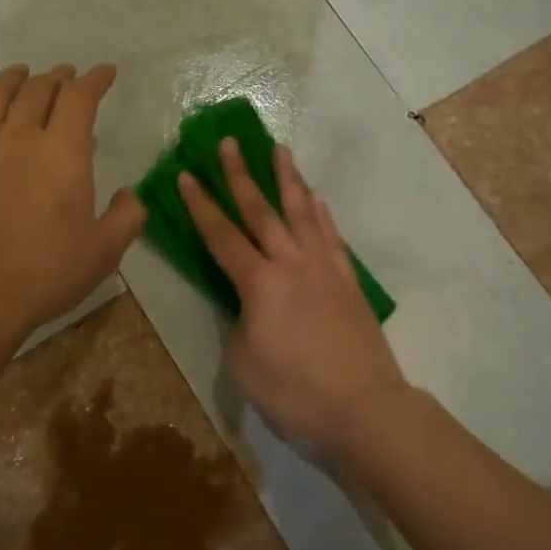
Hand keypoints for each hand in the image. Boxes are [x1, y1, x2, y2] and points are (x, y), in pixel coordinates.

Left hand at [0, 63, 144, 335]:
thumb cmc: (47, 272)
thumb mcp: (106, 250)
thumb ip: (127, 215)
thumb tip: (128, 194)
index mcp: (63, 151)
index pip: (80, 97)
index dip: (95, 79)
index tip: (105, 72)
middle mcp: (19, 136)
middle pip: (38, 89)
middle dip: (58, 77)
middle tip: (67, 75)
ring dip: (13, 79)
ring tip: (21, 73)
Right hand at [177, 139, 405, 452]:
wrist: (363, 408)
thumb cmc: (295, 392)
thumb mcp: (243, 363)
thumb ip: (240, 323)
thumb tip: (250, 306)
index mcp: (259, 283)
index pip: (221, 235)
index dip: (200, 204)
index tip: (187, 174)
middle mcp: (292, 263)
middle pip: (261, 211)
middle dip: (241, 174)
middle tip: (229, 141)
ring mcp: (324, 268)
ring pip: (302, 213)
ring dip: (287, 179)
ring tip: (279, 150)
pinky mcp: (348, 282)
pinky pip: (331, 236)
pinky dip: (321, 213)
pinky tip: (316, 198)